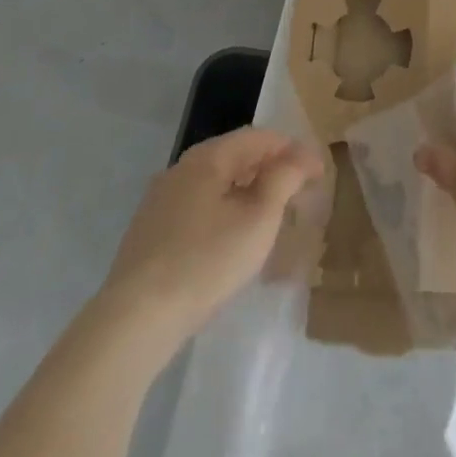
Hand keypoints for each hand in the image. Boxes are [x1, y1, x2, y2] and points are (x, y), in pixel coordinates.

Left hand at [96, 128, 322, 350]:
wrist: (136, 319)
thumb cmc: (206, 261)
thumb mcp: (258, 219)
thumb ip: (283, 180)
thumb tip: (300, 156)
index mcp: (207, 158)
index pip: (258, 137)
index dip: (293, 149)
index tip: (319, 171)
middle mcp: (180, 169)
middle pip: (235, 156)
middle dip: (271, 168)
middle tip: (300, 191)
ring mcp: (160, 201)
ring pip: (216, 183)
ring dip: (248, 190)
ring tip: (273, 214)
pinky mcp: (150, 232)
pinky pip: (198, 207)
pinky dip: (225, 210)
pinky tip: (234, 238)